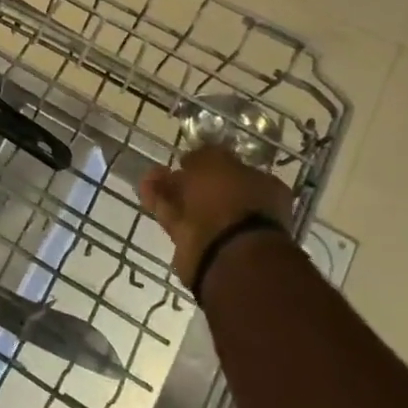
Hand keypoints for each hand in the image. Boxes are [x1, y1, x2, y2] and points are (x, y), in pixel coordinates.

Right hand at [139, 147, 294, 286]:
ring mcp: (219, 229)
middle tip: (168, 166)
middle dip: (186, 177)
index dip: (211, 162)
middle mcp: (244, 209)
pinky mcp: (194, 244)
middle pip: (210, 189)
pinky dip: (159, 203)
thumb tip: (191, 160)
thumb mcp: (215, 161)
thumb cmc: (229, 198)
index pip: (235, 170)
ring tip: (149, 174)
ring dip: (169, 189)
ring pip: (190, 204)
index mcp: (262, 188)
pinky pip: (174, 217)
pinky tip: (145, 189)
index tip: (190, 157)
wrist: (224, 252)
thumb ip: (202, 156)